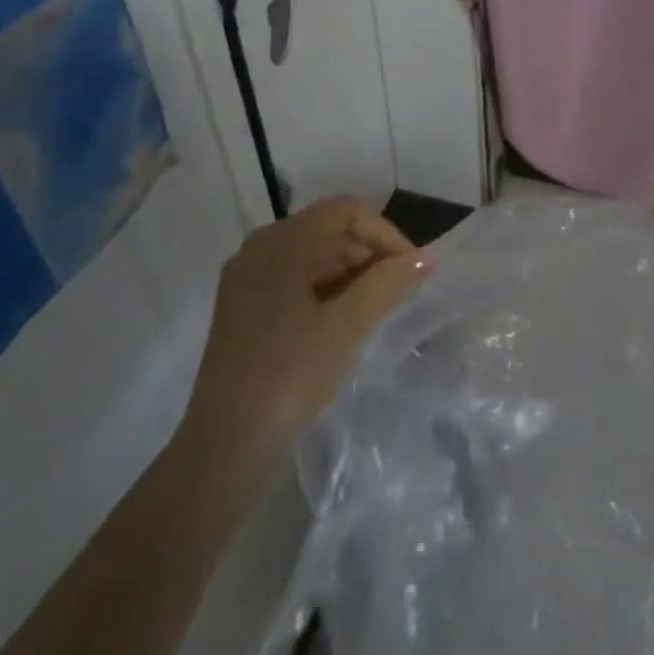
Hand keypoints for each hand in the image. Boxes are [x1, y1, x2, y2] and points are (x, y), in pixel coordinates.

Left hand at [182, 198, 429, 464]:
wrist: (226, 442)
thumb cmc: (292, 372)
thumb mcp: (349, 325)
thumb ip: (389, 283)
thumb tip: (427, 258)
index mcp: (283, 241)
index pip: (347, 212)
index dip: (386, 234)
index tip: (412, 270)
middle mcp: (260, 246)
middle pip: (327, 228)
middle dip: (368, 253)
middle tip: (398, 291)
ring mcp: (246, 276)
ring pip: (311, 253)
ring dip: (348, 272)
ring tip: (374, 309)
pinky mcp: (241, 305)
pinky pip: (292, 277)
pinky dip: (323, 288)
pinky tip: (340, 321)